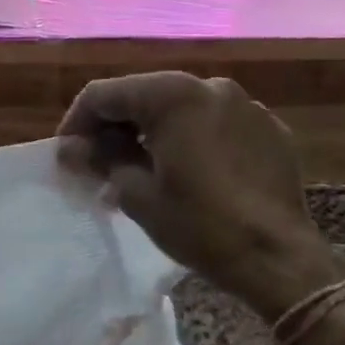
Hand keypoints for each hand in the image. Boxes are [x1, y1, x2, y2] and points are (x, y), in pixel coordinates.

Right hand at [58, 72, 343, 320]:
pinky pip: (213, 124)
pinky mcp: (268, 129)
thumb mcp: (136, 193)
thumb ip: (101, 159)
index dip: (76, 123)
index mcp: (172, 95)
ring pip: (179, 108)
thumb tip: (72, 148)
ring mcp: (245, 105)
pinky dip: (189, 139)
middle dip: (113, 127)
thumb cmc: (199, 224)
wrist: (279, 258)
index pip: (104, 94)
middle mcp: (209, 86)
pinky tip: (183, 172)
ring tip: (137, 169)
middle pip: (142, 95)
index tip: (66, 157)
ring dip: (150, 133)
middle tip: (95, 164)